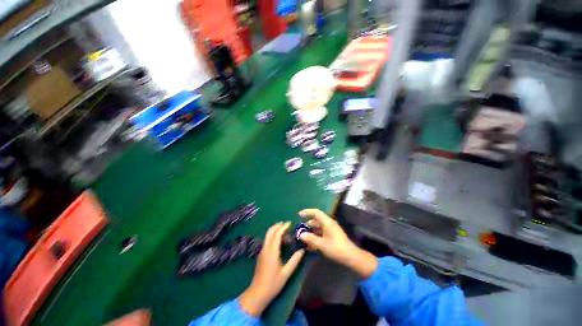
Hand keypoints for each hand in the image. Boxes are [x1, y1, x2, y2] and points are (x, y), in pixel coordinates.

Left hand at [239, 222, 304, 315]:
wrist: (257, 293)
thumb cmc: (273, 284)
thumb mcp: (286, 273)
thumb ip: (295, 260)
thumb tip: (302, 250)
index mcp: (272, 251)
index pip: (277, 234)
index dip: (283, 227)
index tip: (290, 223)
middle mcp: (266, 248)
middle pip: (270, 231)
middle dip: (278, 226)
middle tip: (287, 225)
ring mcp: (262, 251)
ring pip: (268, 235)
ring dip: (275, 230)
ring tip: (285, 232)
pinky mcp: (261, 254)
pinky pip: (267, 240)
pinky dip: (273, 236)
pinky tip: (279, 241)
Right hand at [298, 209, 377, 278]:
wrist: (351, 256)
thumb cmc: (335, 248)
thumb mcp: (321, 244)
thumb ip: (310, 238)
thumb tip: (301, 235)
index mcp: (327, 222)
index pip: (316, 212)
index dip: (307, 212)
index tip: (299, 215)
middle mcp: (329, 223)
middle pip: (317, 220)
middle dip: (308, 224)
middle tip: (300, 229)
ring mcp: (331, 229)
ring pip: (319, 227)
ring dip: (312, 231)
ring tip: (304, 237)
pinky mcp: (333, 235)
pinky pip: (322, 232)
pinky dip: (316, 235)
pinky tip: (311, 243)